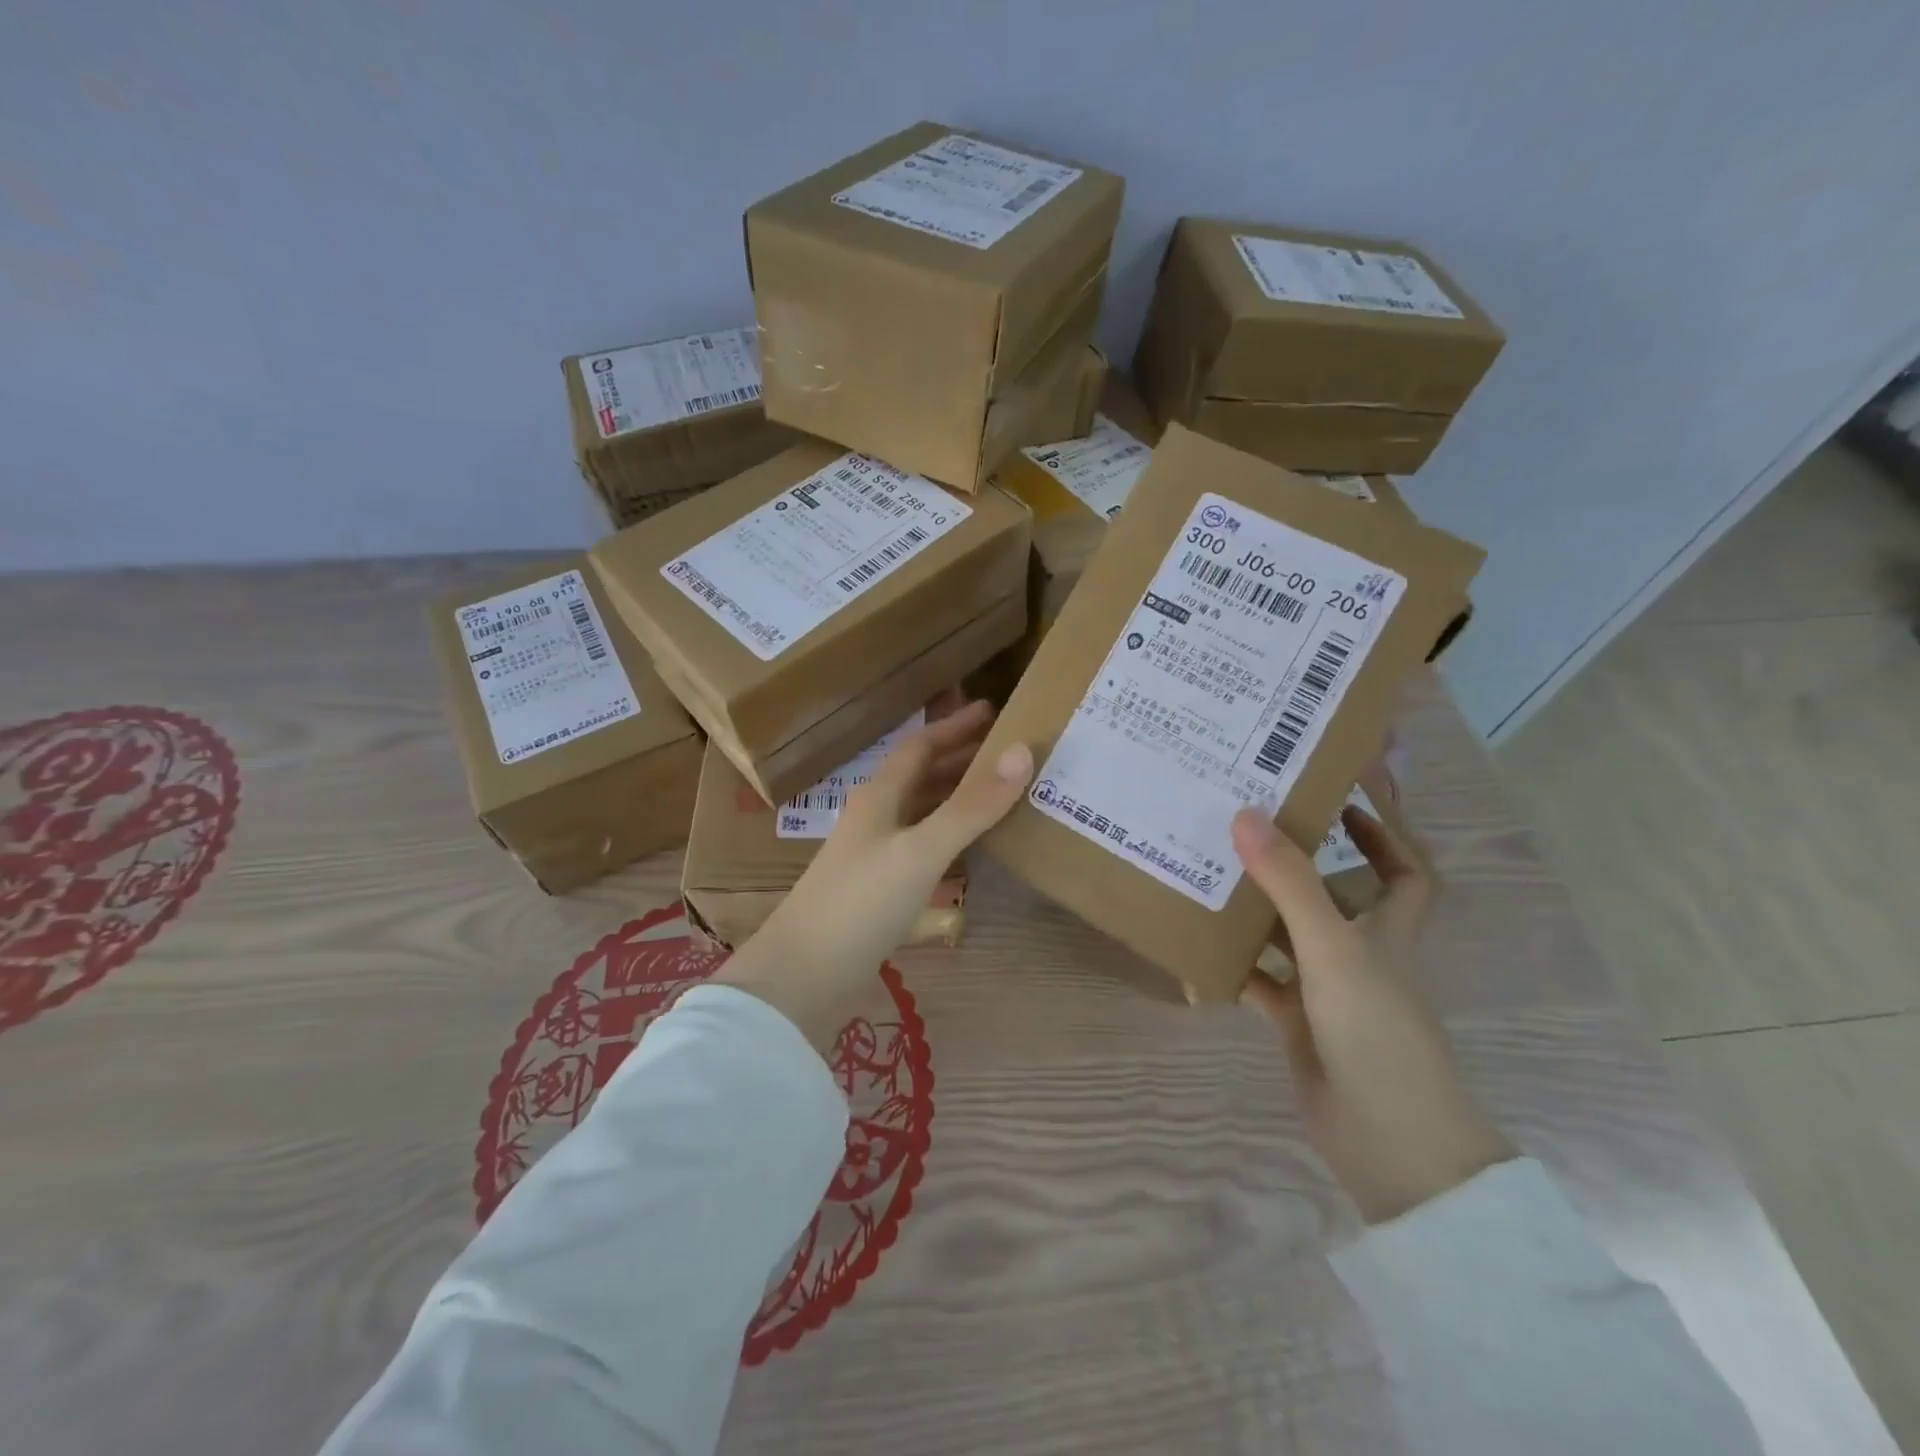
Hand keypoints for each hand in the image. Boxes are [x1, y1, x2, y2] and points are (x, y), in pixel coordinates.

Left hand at [718, 698, 1033, 1051]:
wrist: (804, 976)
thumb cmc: (861, 902)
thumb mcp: (922, 850)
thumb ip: (972, 805)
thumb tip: (1021, 751)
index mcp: (880, 796)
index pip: (921, 746)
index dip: (956, 726)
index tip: (994, 711)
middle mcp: (876, 819)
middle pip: (922, 778)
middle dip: (963, 761)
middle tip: (1010, 753)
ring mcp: (874, 857)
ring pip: (922, 815)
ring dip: (958, 802)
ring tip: (1001, 796)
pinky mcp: (879, 893)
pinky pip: (922, 852)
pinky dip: (950, 843)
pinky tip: (972, 854)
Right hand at [1233, 804, 1514, 1223]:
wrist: (1389, 1143)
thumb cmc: (1377, 1032)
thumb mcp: (1334, 948)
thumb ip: (1290, 883)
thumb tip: (1246, 814)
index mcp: (1387, 929)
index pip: (1404, 869)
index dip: (1383, 833)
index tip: (1340, 798)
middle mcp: (1360, 952)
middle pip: (1332, 894)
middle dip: (1296, 862)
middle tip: (1245, 824)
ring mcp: (1327, 989)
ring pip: (1288, 935)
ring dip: (1255, 910)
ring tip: (1206, 871)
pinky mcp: (1298, 1022)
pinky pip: (1259, 981)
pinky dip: (1232, 967)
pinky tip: (1195, 951)